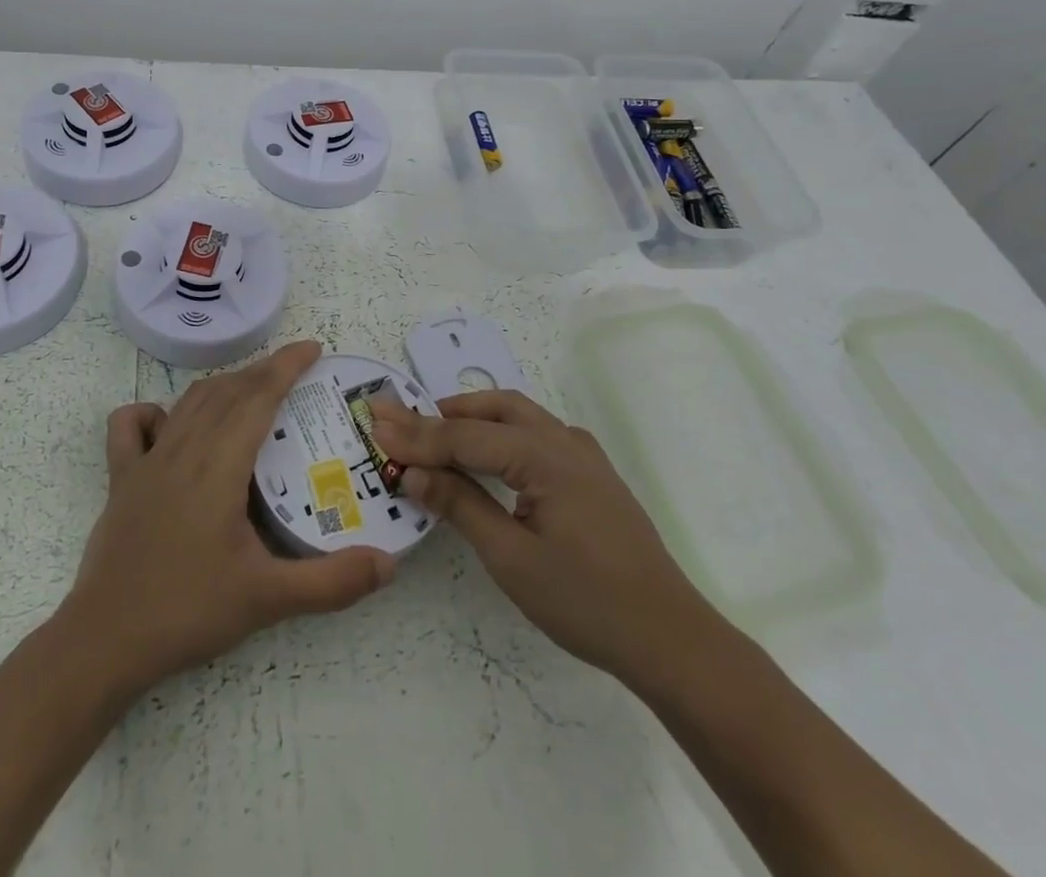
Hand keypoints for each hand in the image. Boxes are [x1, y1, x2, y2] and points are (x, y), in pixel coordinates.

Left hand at [62, 340, 394, 697]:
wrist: (104, 642)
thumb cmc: (187, 611)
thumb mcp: (268, 599)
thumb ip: (332, 582)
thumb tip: (389, 564)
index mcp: (218, 466)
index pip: (257, 396)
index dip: (286, 366)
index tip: (313, 348)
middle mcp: (182, 450)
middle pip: (227, 391)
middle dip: (263, 371)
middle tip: (296, 370)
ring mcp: (146, 462)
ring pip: (189, 402)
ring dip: (224, 385)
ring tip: (252, 388)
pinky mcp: (120, 479)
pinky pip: (131, 427)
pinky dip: (155, 412)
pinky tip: (171, 424)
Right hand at [369, 390, 713, 690]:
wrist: (671, 637)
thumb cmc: (586, 601)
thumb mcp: (511, 557)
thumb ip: (461, 505)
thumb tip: (413, 472)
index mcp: (544, 455)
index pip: (465, 435)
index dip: (417, 434)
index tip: (374, 425)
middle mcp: (563, 440)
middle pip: (493, 408)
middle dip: (444, 412)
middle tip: (401, 424)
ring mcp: (583, 455)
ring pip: (518, 415)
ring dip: (473, 417)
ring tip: (434, 432)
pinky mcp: (592, 473)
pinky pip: (537, 434)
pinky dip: (502, 432)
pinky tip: (489, 454)